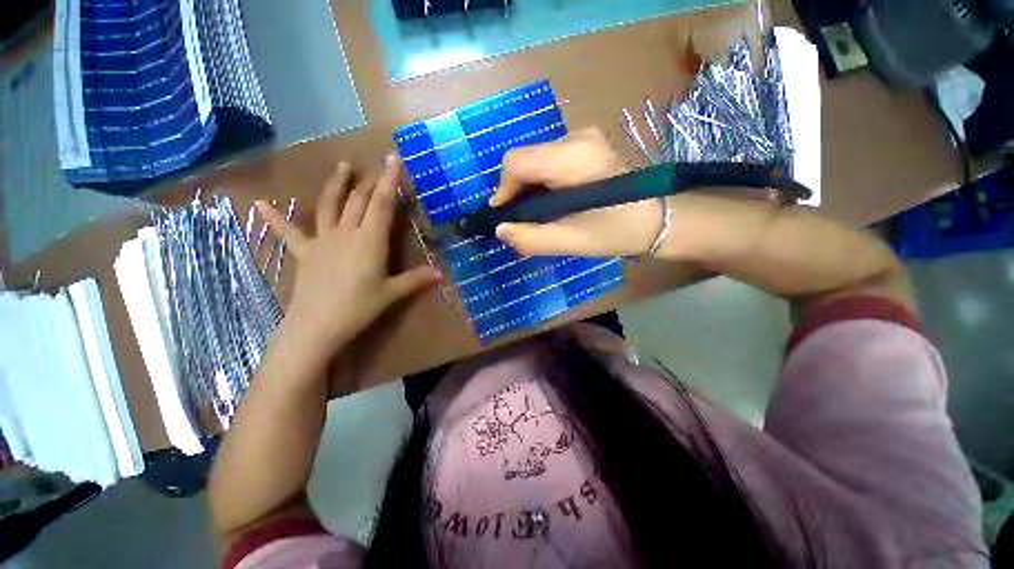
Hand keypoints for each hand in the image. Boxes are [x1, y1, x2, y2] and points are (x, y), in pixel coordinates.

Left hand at [257, 157, 440, 368]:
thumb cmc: (359, 308)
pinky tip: (259, 204)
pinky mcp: (304, 252)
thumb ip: (416, 280)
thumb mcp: (392, 293)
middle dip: (371, 181)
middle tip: (377, 165)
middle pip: (359, 200)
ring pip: (330, 205)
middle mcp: (346, 233)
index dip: (389, 181)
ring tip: (343, 166)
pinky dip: (275, 218)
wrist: (316, 326)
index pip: (382, 204)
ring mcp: (322, 240)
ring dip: (337, 185)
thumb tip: (440, 274)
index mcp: (370, 241)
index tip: (393, 160)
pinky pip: (289, 232)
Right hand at [490, 128, 666, 256]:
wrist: (657, 219)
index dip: (503, 190)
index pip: (516, 162)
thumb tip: (501, 229)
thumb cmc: (616, 232)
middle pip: (524, 160)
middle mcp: (576, 137)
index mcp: (573, 158)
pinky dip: (542, 183)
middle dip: (517, 192)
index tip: (505, 216)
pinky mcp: (586, 144)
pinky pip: (548, 161)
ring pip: (535, 161)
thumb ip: (531, 238)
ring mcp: (582, 137)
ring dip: (529, 189)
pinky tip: (552, 203)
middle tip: (523, 221)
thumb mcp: (571, 242)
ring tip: (539, 215)